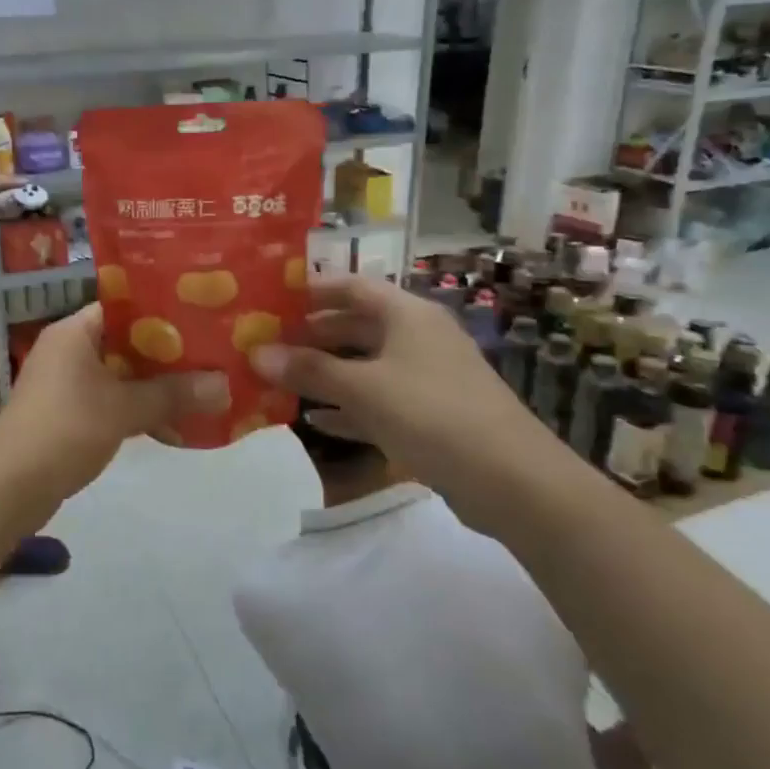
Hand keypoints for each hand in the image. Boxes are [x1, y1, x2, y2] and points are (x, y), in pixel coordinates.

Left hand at [0, 306, 229, 503]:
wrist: (10, 485)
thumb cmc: (66, 429)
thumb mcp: (124, 409)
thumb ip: (173, 395)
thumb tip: (225, 386)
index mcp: (75, 331)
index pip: (124, 305)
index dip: (162, 309)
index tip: (200, 316)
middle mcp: (67, 349)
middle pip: (124, 340)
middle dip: (165, 352)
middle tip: (210, 355)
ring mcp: (64, 382)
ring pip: (118, 373)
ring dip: (152, 383)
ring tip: (200, 386)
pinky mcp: (65, 412)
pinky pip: (108, 398)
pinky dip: (135, 405)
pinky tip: (169, 420)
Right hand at [249, 276, 560, 527]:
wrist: (513, 481)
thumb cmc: (432, 414)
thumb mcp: (363, 389)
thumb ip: (309, 370)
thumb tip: (256, 353)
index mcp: (407, 315)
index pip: (353, 287)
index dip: (313, 289)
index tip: (273, 297)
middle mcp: (418, 337)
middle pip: (358, 325)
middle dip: (314, 334)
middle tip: (269, 342)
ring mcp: (428, 377)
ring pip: (367, 365)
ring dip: (328, 372)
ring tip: (283, 378)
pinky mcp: (432, 415)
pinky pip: (380, 401)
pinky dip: (350, 406)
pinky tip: (318, 420)